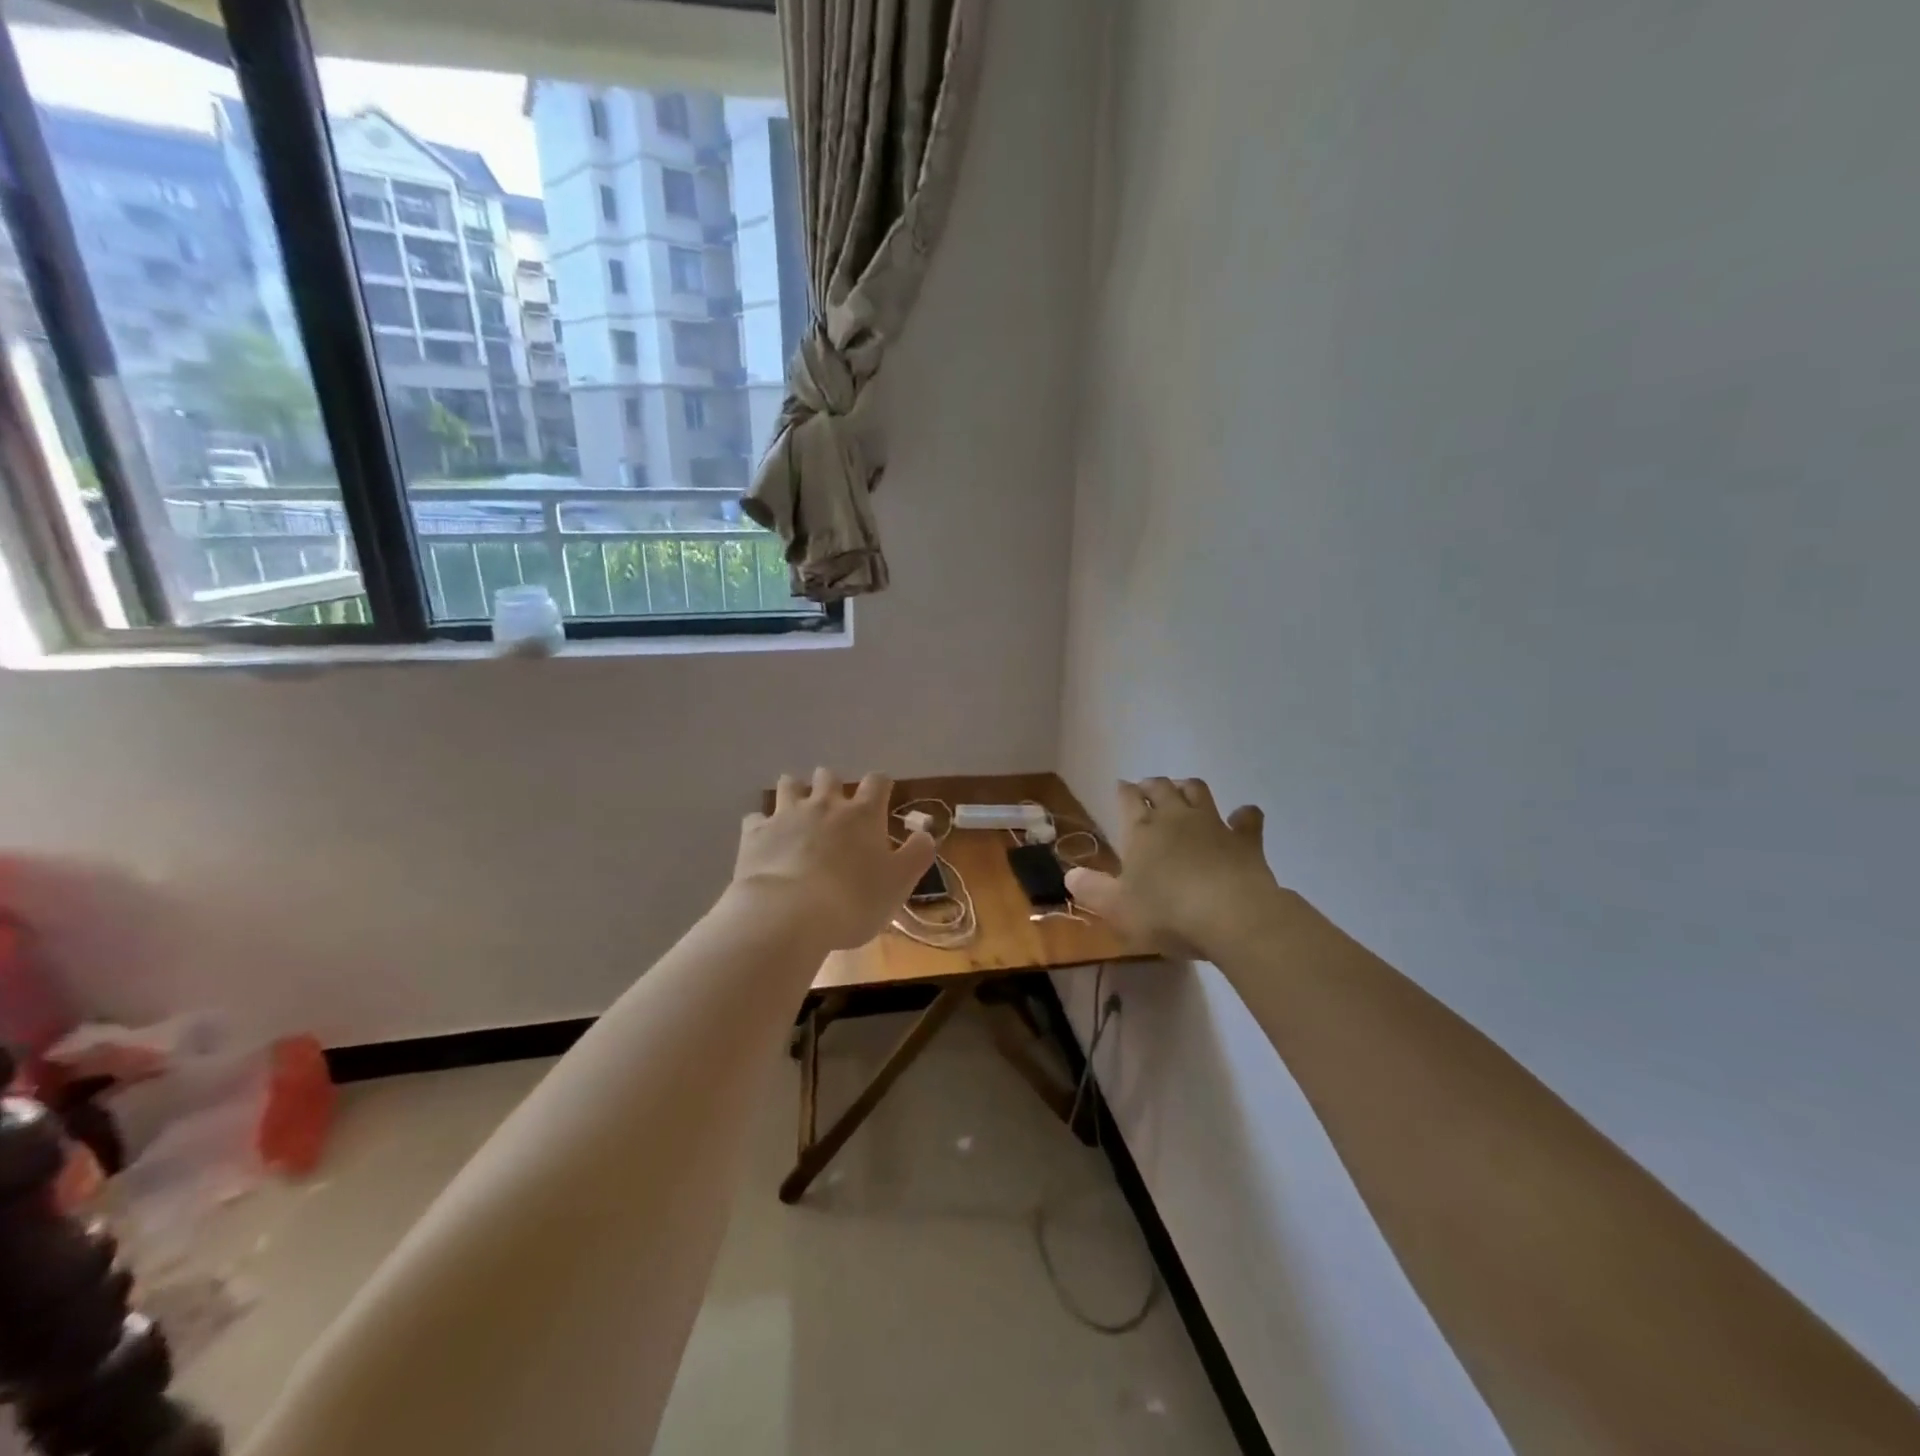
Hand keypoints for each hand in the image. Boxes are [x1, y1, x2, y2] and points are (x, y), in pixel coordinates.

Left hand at [730, 769, 936, 951]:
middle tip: (834, 806)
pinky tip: (764, 838)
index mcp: (863, 814)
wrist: (788, 914)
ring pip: (790, 785)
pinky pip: (756, 818)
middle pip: (828, 777)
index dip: (881, 785)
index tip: (882, 795)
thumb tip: (926, 834)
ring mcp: (786, 815)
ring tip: (797, 809)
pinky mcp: (754, 833)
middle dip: (832, 785)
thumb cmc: (853, 900)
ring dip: (795, 791)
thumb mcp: (899, 884)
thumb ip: (916, 855)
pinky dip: (762, 824)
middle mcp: (825, 804)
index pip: (877, 782)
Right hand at [1065, 778, 1286, 958]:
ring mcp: (1213, 824)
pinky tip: (1241, 816)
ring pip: (1198, 791)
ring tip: (1182, 790)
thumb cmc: (1167, 912)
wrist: (1231, 916)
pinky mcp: (1246, 840)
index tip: (1121, 787)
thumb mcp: (1117, 908)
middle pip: (1162, 788)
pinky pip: (1247, 818)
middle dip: (1152, 785)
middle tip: (1146, 788)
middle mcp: (1176, 817)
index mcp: (1142, 830)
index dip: (1123, 792)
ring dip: (1187, 787)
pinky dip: (1243, 815)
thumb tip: (1069, 876)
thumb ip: (1092, 890)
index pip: (1128, 800)